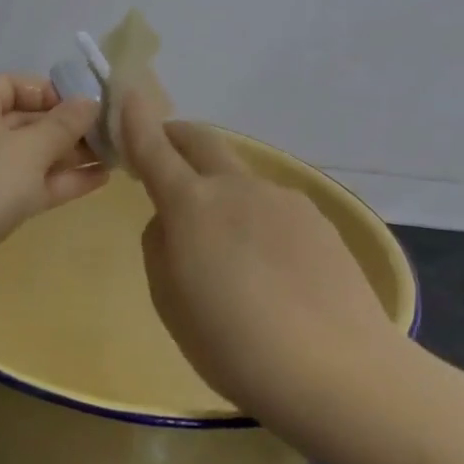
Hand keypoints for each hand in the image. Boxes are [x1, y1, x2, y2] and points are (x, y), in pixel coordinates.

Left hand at [0, 74, 106, 284]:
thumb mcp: (29, 148)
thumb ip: (64, 124)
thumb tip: (90, 101)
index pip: (14, 84)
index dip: (51, 91)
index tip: (87, 105)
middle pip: (25, 120)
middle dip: (67, 127)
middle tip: (111, 134)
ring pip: (30, 156)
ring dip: (69, 156)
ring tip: (115, 156)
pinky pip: (28, 185)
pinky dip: (59, 181)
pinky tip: (99, 180)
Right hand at [118, 90, 395, 421]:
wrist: (336, 369)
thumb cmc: (234, 345)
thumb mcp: (170, 301)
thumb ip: (162, 246)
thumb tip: (172, 222)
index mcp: (192, 205)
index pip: (154, 148)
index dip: (136, 119)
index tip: (127, 94)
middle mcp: (236, 187)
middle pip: (201, 141)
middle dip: (177, 138)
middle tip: (165, 157)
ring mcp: (282, 198)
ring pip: (239, 180)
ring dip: (222, 194)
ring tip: (232, 255)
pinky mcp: (317, 218)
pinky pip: (272, 207)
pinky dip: (257, 221)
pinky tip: (273, 271)